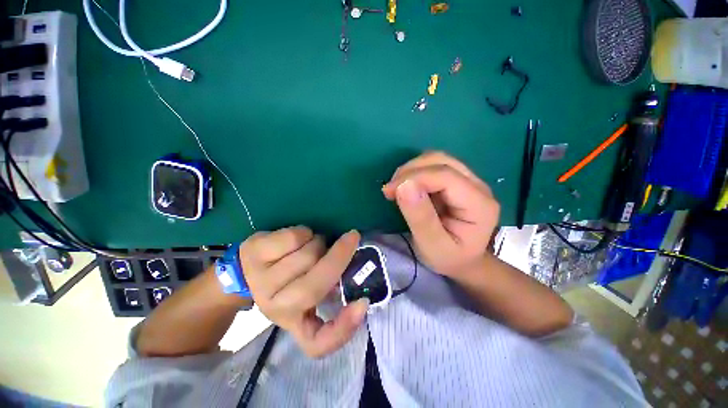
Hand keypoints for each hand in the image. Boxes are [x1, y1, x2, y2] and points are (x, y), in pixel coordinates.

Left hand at [239, 227, 368, 357]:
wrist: (247, 267)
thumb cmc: (287, 278)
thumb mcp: (309, 290)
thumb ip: (331, 289)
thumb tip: (356, 281)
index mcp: (293, 320)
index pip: (317, 343)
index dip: (343, 329)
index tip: (362, 304)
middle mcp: (275, 308)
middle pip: (313, 287)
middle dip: (339, 256)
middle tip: (352, 238)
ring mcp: (261, 280)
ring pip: (307, 255)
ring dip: (319, 242)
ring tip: (314, 244)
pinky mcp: (254, 253)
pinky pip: (293, 238)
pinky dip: (305, 232)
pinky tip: (298, 238)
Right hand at [382, 152, 499, 276]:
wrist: (464, 261)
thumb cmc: (449, 258)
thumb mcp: (432, 246)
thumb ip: (420, 217)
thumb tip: (403, 185)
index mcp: (479, 204)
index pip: (445, 176)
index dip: (414, 177)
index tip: (389, 191)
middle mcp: (478, 186)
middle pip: (442, 161)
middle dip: (410, 171)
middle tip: (391, 190)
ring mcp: (468, 181)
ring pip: (437, 160)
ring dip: (411, 170)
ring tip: (396, 188)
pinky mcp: (457, 181)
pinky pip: (433, 167)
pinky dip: (414, 173)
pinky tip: (405, 187)